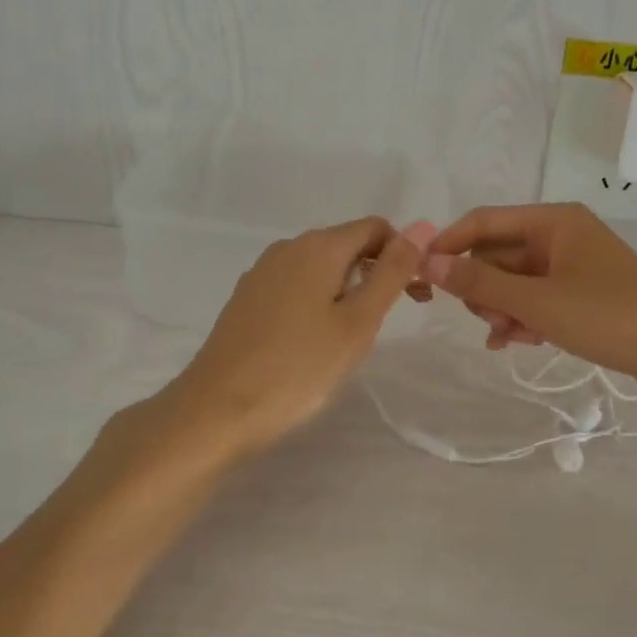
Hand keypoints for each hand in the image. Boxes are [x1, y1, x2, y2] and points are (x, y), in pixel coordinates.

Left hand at [162, 216, 436, 460]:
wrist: (216, 410)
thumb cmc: (298, 368)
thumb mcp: (358, 322)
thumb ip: (391, 273)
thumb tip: (421, 227)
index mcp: (318, 246)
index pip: (374, 228)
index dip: (402, 254)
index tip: (414, 297)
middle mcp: (287, 248)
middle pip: (346, 245)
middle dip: (376, 273)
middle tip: (390, 322)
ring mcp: (261, 273)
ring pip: (320, 268)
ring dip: (348, 290)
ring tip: (352, 338)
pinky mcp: (246, 300)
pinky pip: (295, 286)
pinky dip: (318, 302)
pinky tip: (314, 342)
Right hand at [422, 203, 636, 410]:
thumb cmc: (611, 317)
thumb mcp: (537, 302)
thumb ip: (481, 283)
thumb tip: (429, 262)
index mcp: (553, 221)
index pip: (483, 221)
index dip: (449, 244)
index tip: (420, 275)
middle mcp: (562, 236)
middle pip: (499, 253)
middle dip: (482, 286)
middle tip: (485, 320)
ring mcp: (575, 267)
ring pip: (516, 281)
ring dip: (502, 307)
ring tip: (507, 338)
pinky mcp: (586, 297)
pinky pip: (538, 300)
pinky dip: (523, 318)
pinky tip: (517, 343)